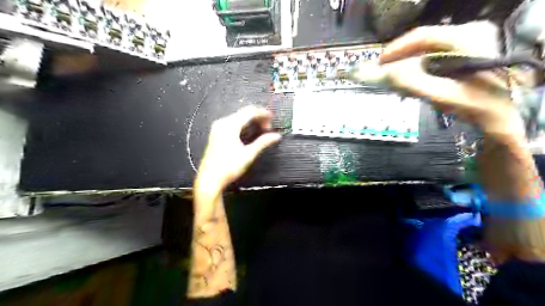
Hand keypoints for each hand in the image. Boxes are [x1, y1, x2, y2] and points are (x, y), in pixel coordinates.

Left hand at [195, 105, 280, 190]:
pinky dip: (244, 126)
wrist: (210, 179)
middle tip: (269, 128)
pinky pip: (233, 124)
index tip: (273, 119)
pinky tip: (251, 133)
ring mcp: (218, 128)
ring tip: (262, 131)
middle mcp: (222, 123)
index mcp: (229, 125)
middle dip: (258, 118)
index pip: (249, 112)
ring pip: (239, 118)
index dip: (263, 113)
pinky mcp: (217, 134)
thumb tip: (276, 136)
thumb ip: (263, 142)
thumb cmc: (229, 167)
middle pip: (244, 113)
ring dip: (252, 122)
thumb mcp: (248, 154)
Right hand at [380, 21, 525, 137]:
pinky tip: (413, 81)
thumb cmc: (478, 105)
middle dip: (401, 59)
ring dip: (409, 64)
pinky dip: (419, 68)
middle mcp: (469, 33)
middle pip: (423, 42)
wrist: (507, 114)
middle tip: (384, 73)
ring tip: (395, 79)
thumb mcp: (444, 95)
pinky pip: (434, 56)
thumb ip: (414, 84)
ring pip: (427, 49)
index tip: (379, 63)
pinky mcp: (465, 52)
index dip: (397, 49)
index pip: (423, 36)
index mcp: (467, 37)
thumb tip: (385, 74)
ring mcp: (469, 41)